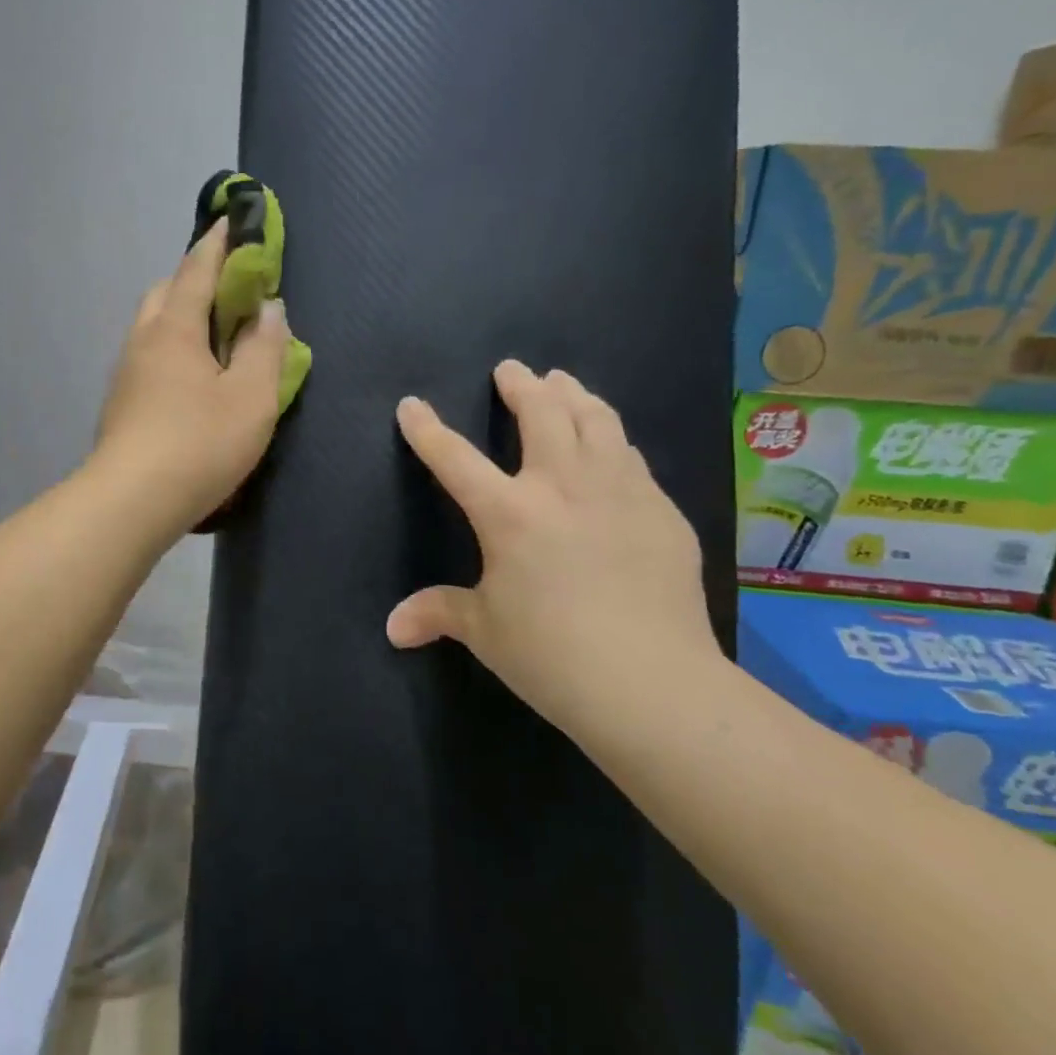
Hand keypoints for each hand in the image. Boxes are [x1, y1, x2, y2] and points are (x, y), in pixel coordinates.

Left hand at [92, 221, 288, 533]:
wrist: (131, 502)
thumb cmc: (199, 443)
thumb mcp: (252, 397)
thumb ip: (264, 348)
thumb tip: (268, 309)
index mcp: (175, 328)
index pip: (197, 269)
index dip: (219, 243)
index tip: (232, 220)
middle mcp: (143, 340)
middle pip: (166, 292)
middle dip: (195, 278)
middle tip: (231, 290)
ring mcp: (126, 372)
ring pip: (153, 326)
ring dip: (182, 316)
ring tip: (215, 336)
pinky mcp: (121, 402)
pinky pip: (149, 356)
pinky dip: (172, 348)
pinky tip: (191, 378)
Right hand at [387, 361, 720, 740]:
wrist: (654, 685)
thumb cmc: (553, 655)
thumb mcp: (486, 632)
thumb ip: (439, 613)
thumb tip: (393, 628)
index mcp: (509, 513)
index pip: (454, 458)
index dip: (427, 429)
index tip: (411, 404)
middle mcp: (563, 487)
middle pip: (542, 414)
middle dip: (521, 385)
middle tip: (511, 369)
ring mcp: (619, 493)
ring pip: (597, 421)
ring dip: (575, 396)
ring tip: (564, 383)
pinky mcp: (662, 512)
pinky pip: (632, 458)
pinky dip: (613, 440)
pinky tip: (614, 445)